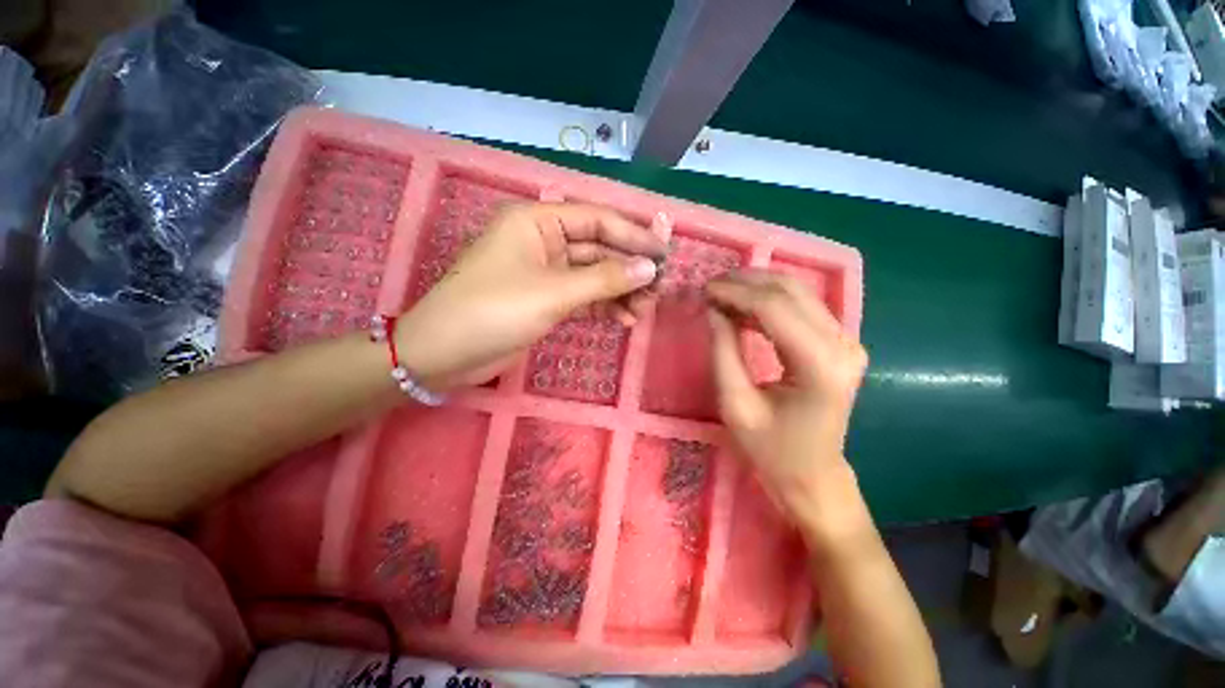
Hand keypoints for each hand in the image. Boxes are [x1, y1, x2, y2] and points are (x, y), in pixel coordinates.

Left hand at [396, 202, 665, 390]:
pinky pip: (583, 297)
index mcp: (538, 222)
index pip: (597, 220)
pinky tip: (624, 319)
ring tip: (644, 309)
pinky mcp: (546, 300)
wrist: (444, 355)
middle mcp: (543, 241)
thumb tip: (649, 268)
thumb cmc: (494, 311)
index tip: (664, 254)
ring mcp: (545, 273)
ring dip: (620, 291)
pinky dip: (604, 306)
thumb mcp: (553, 293)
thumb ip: (604, 280)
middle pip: (598, 249)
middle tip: (659, 288)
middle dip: (628, 269)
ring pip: (593, 275)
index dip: (633, 235)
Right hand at [706, 271, 868, 541]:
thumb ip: (723, 351)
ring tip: (722, 294)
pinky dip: (769, 301)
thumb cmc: (771, 449)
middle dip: (746, 282)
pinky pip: (802, 307)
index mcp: (820, 367)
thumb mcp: (735, 403)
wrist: (813, 474)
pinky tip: (743, 308)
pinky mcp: (840, 343)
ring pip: (799, 293)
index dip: (737, 293)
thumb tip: (713, 309)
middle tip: (711, 287)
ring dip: (757, 287)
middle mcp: (843, 347)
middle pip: (791, 292)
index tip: (705, 289)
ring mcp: (847, 342)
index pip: (776, 309)